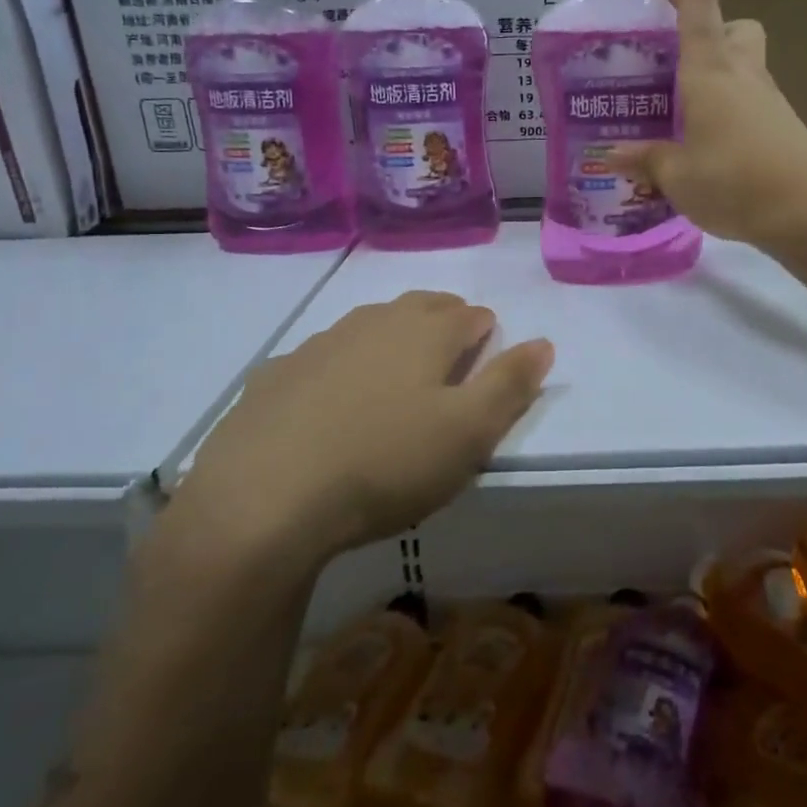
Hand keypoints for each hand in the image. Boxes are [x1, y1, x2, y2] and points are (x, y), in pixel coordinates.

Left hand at [145, 292, 553, 593]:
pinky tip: (331, 399)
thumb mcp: (467, 434)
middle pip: (419, 307)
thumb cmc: (384, 464)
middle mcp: (373, 324)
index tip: (488, 349)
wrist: (262, 499)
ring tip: (397, 370)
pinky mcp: (275, 376)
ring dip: (390, 338)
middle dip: (442, 320)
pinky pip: (321, 357)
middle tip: (450, 349)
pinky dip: (339, 366)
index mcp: (425, 333)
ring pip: (369, 326)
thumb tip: (543, 342)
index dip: (485, 330)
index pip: (468, 314)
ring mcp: (318, 345)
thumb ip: (510, 384)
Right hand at [607, 0, 806, 243]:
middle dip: (705, 34)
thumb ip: (646, 160)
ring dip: (717, 76)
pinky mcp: (784, 127)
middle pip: (733, 28)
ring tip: (683, 112)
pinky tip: (710, 145)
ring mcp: (769, 100)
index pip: (697, 6)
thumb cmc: (734, 181)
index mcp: (710, 71)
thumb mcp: (677, 176)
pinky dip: (730, 110)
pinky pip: (752, 102)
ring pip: (745, 66)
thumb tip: (613, 154)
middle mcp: (743, 74)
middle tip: (674, 63)